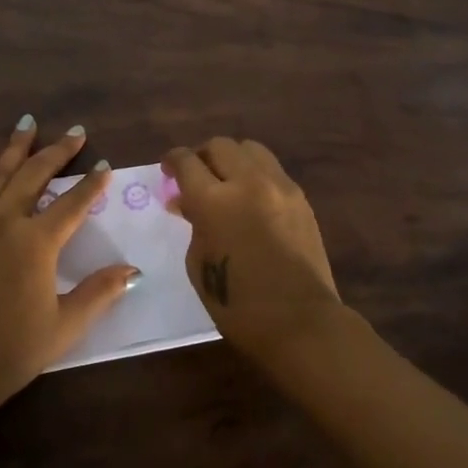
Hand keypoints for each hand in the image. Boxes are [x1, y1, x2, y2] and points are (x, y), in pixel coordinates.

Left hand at [0, 113, 137, 430]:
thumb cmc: (10, 351)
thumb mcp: (65, 326)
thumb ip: (100, 292)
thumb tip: (134, 270)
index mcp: (38, 243)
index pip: (74, 203)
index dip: (93, 184)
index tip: (105, 165)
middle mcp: (6, 220)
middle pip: (37, 175)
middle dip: (59, 152)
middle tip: (77, 132)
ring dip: (18, 145)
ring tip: (30, 121)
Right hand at [163, 137, 341, 368]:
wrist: (300, 322)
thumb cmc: (237, 304)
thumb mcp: (198, 263)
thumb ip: (194, 223)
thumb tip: (188, 203)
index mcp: (213, 200)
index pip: (186, 161)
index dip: (172, 161)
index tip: (167, 169)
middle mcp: (247, 182)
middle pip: (219, 146)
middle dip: (201, 155)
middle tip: (194, 174)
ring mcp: (279, 186)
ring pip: (250, 149)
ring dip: (231, 158)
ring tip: (226, 179)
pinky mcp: (300, 198)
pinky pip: (272, 170)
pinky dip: (255, 174)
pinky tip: (251, 197)